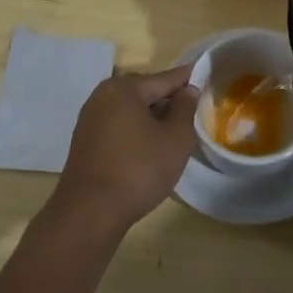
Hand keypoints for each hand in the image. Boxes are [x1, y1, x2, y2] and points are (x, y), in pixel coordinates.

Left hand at [51, 67, 200, 231]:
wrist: (89, 214)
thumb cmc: (138, 170)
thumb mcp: (175, 139)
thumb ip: (185, 109)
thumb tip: (188, 90)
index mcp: (123, 89)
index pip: (164, 79)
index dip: (188, 80)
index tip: (207, 78)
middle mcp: (102, 97)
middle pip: (146, 93)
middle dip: (169, 101)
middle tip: (194, 113)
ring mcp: (90, 120)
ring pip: (132, 112)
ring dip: (153, 119)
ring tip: (176, 133)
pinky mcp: (85, 143)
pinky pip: (119, 128)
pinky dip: (137, 132)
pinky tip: (150, 149)